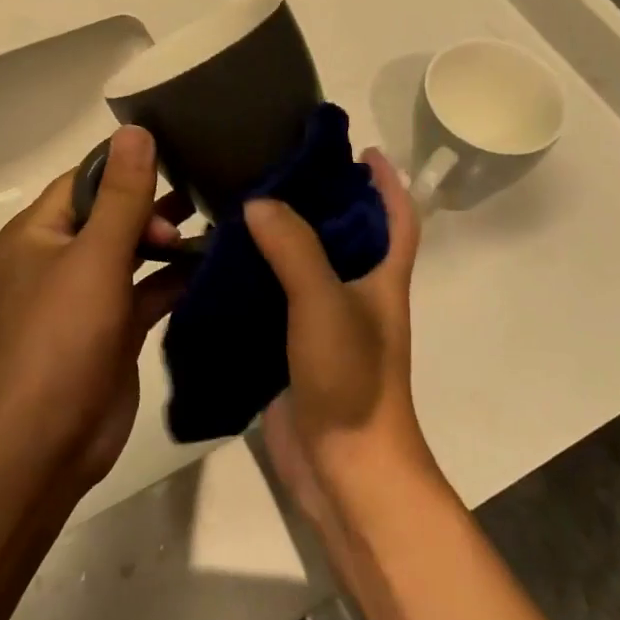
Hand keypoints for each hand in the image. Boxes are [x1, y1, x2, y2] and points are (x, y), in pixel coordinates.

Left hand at [0, 126, 191, 492]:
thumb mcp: (94, 257)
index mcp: (39, 233)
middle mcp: (58, 259)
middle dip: (155, 206)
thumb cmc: (61, 338)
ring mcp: (86, 297)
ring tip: (218, 225)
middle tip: (202, 203)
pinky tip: (213, 268)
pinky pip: (146, 291)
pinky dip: (174, 280)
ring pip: (132, 254)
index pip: (86, 179)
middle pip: (112, 214)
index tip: (180, 151)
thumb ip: (122, 196)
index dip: (128, 164)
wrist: (44, 444)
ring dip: (169, 242)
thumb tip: (136, 130)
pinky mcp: (112, 331)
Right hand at [244, 149, 432, 524]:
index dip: (387, 183)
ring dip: (283, 238)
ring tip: (244, 204)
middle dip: (323, 201)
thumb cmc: (351, 379)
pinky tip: (222, 263)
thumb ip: (294, 249)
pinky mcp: (294, 349)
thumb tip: (258, 203)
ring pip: (306, 268)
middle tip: (280, 169)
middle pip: (347, 236)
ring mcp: (325, 324)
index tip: (363, 151)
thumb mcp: (325, 303)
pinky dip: (256, 279)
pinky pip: (275, 301)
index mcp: (382, 279)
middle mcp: (357, 295)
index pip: (397, 218)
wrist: (344, 468)